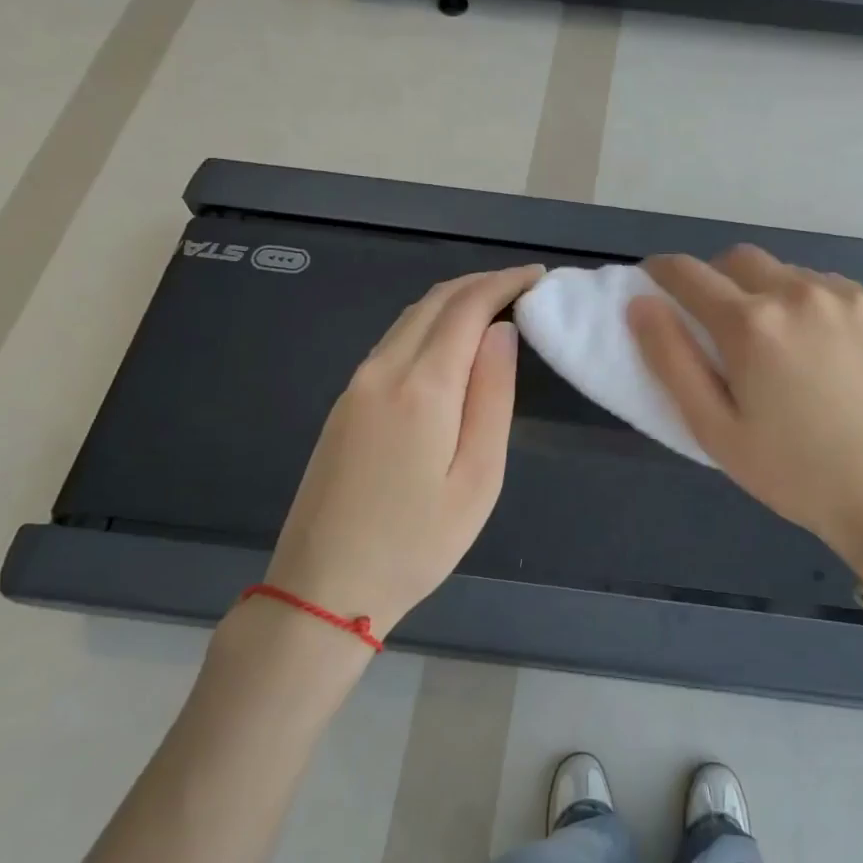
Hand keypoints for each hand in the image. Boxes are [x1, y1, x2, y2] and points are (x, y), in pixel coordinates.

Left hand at [266, 265, 544, 636]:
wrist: (324, 587)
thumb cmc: (417, 542)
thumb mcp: (478, 477)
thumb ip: (492, 396)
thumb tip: (502, 332)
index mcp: (422, 386)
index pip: (467, 307)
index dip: (504, 282)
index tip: (539, 276)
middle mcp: (382, 370)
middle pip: (434, 301)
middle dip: (481, 283)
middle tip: (523, 286)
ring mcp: (356, 385)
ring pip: (409, 318)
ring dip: (453, 301)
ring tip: (495, 307)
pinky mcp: (344, 403)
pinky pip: (393, 342)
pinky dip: (429, 324)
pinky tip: (451, 342)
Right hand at [628, 247, 862, 585]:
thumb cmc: (793, 473)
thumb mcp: (715, 430)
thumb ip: (671, 361)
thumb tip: (641, 304)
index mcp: (752, 324)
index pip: (689, 274)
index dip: (662, 271)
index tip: (654, 279)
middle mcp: (799, 293)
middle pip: (740, 259)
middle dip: (717, 279)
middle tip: (719, 322)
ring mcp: (849, 297)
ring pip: (789, 272)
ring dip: (770, 293)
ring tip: (781, 344)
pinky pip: (833, 289)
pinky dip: (813, 305)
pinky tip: (826, 349)